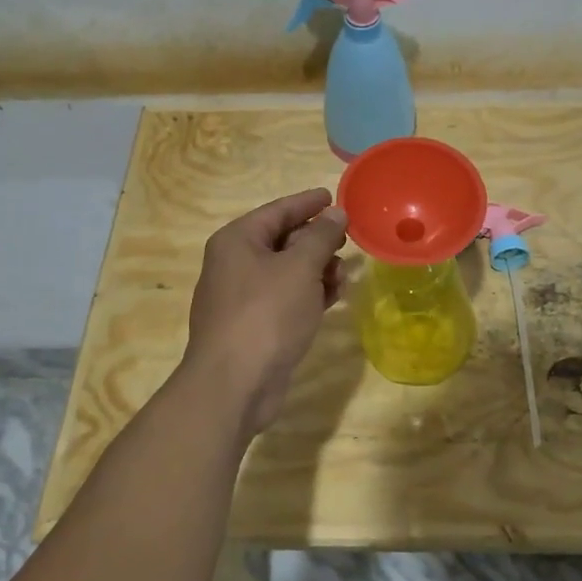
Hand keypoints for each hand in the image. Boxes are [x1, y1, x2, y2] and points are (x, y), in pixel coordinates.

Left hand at [183, 188, 347, 435]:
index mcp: (237, 240)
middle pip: (281, 239)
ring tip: (344, 272)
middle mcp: (235, 264)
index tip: (333, 196)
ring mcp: (242, 297)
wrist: (234, 384)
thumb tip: (335, 213)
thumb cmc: (266, 314)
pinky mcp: (254, 326)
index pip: (277, 210)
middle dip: (316, 239)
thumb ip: (320, 237)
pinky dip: (308, 293)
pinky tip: (334, 296)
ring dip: (316, 269)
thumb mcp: (300, 268)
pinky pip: (285, 298)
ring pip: (286, 271)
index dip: (307, 202)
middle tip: (347, 238)